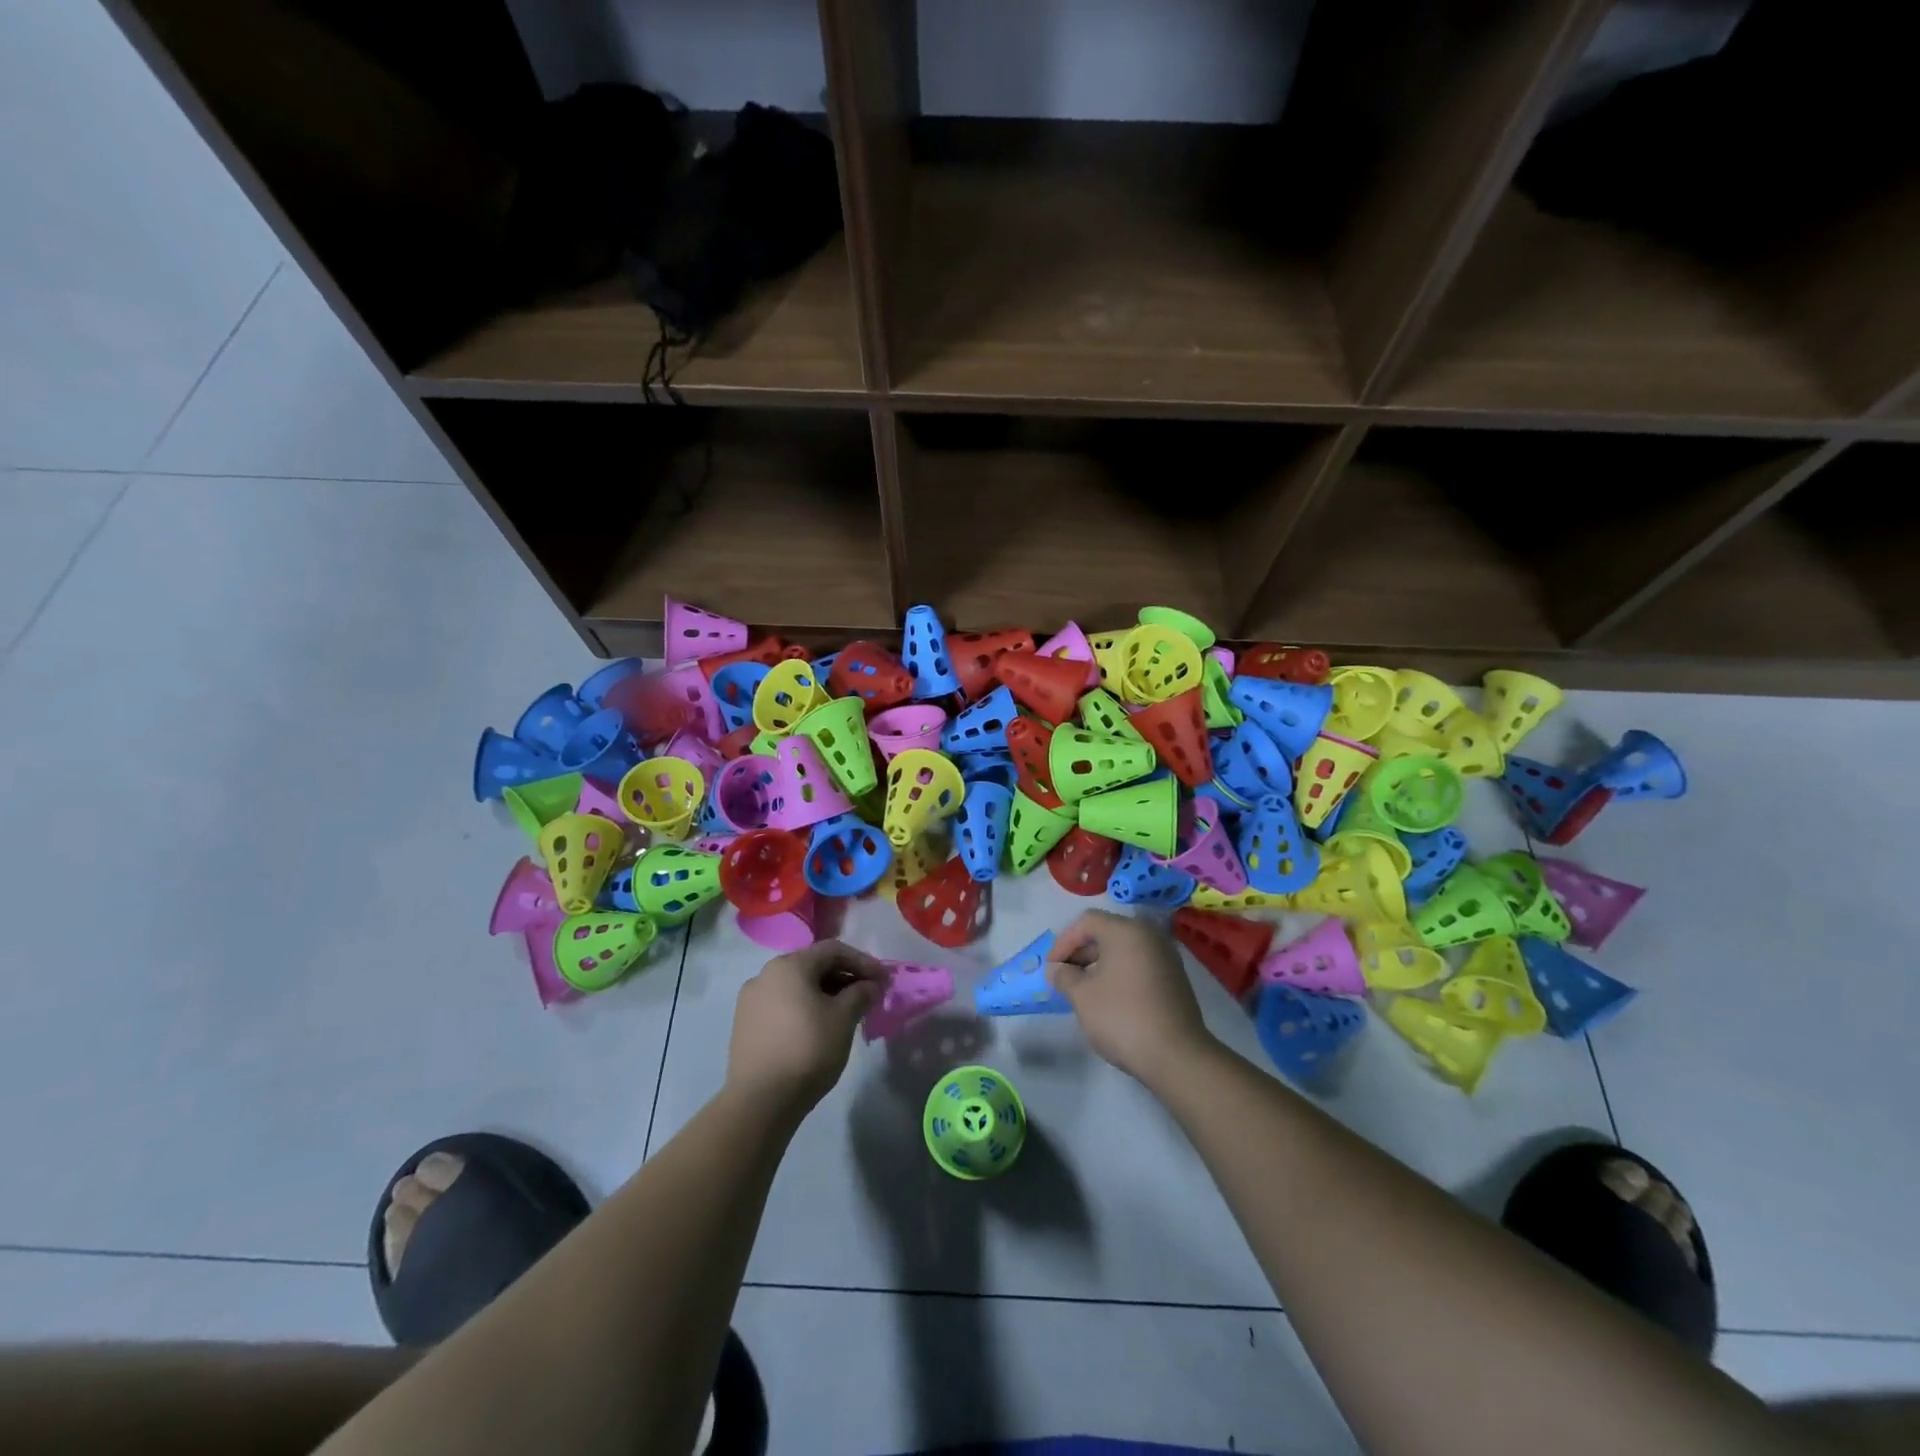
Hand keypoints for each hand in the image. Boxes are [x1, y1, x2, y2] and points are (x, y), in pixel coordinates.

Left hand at [727, 941, 888, 1113]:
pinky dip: (804, 1008)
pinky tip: (818, 1028)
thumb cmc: (808, 1049)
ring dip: (825, 994)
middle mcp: (765, 974)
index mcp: (789, 965)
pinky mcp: (745, 1025)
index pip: (833, 950)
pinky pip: (782, 1005)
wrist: (760, 1101)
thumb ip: (861, 994)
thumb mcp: (843, 1019)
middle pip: (813, 966)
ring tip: (846, 1013)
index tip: (883, 980)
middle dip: (844, 978)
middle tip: (867, 996)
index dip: (863, 962)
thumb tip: (870, 985)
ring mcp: (751, 1000)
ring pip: (796, 986)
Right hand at [1047, 910, 1215, 1086]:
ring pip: (1123, 950)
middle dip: (1081, 953)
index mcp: (1126, 931)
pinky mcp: (1175, 978)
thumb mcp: (1083, 996)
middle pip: (1107, 933)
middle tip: (1064, 978)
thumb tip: (1056, 969)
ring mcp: (1166, 956)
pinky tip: (1109, 998)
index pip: (1087, 921)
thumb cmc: (1122, 1017)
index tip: (1052, 968)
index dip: (1064, 941)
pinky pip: (1139, 965)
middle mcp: (1149, 935)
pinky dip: (1119, 974)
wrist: (1176, 1055)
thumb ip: (1064, 977)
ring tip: (1082, 990)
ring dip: (1099, 964)